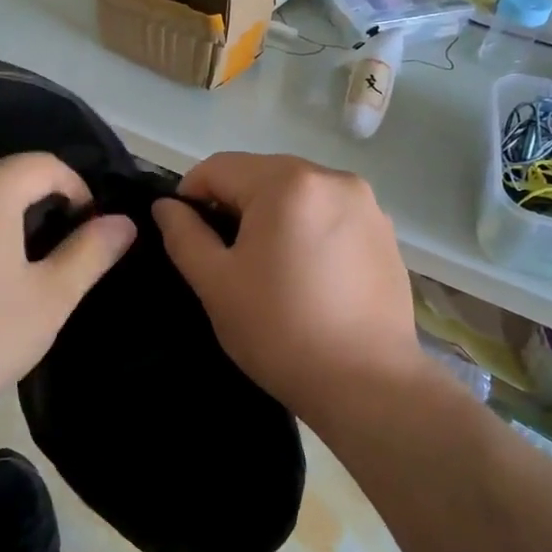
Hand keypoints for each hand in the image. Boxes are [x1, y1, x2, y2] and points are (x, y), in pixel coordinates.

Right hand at [151, 152, 426, 423]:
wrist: (367, 384)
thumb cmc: (280, 331)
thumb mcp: (216, 284)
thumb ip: (184, 235)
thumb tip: (166, 206)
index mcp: (288, 183)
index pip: (219, 167)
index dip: (191, 196)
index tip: (187, 235)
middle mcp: (332, 178)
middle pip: (262, 174)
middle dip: (235, 204)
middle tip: (228, 256)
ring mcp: (366, 203)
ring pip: (298, 193)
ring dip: (273, 215)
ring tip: (271, 267)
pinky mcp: (385, 231)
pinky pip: (330, 213)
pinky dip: (309, 229)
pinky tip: (309, 273)